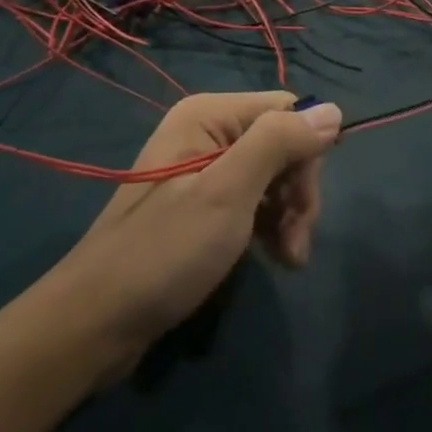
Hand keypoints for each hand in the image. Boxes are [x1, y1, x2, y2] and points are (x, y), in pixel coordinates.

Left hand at [50, 92, 341, 378]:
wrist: (98, 320)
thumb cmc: (166, 250)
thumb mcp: (228, 193)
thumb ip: (279, 144)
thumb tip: (332, 110)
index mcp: (209, 113)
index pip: (285, 111)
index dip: (306, 154)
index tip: (305, 207)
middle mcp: (206, 130)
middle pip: (279, 142)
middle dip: (297, 190)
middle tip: (296, 243)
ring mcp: (201, 167)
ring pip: (270, 173)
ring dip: (287, 214)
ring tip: (289, 260)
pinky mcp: (199, 203)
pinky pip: (250, 198)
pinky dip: (267, 225)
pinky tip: (273, 257)